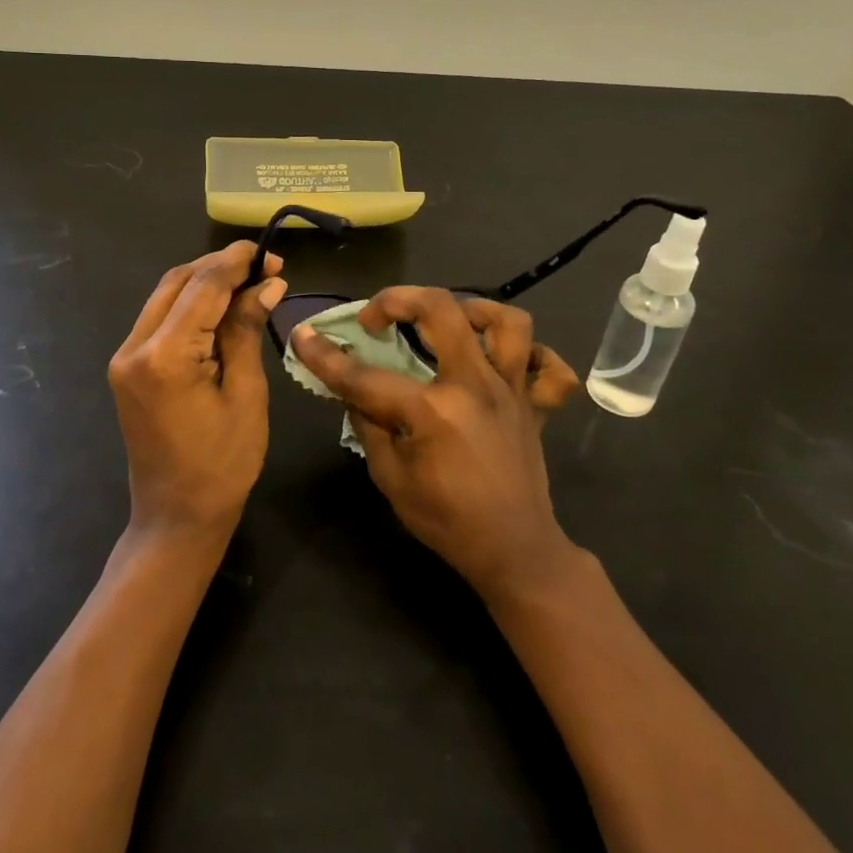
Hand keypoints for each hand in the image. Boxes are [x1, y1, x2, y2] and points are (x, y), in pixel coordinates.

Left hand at [108, 242, 287, 543]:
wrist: (176, 516)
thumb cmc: (223, 464)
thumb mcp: (245, 394)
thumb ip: (247, 331)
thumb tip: (268, 284)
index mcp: (165, 356)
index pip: (202, 286)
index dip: (237, 262)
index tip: (270, 252)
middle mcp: (135, 347)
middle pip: (177, 282)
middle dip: (220, 267)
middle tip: (265, 268)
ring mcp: (125, 357)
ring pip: (165, 295)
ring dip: (205, 283)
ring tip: (249, 284)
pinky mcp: (127, 367)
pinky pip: (159, 318)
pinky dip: (190, 305)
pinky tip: (221, 308)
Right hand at [294, 288, 581, 600]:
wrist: (513, 552)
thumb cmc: (446, 522)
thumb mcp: (391, 480)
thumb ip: (369, 427)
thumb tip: (353, 392)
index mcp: (434, 411)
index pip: (367, 377)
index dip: (327, 357)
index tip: (303, 336)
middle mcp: (476, 387)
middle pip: (442, 312)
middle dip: (398, 300)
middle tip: (376, 318)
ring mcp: (512, 391)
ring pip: (507, 322)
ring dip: (472, 309)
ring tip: (447, 319)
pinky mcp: (535, 404)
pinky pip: (549, 365)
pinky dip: (531, 353)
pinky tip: (500, 357)